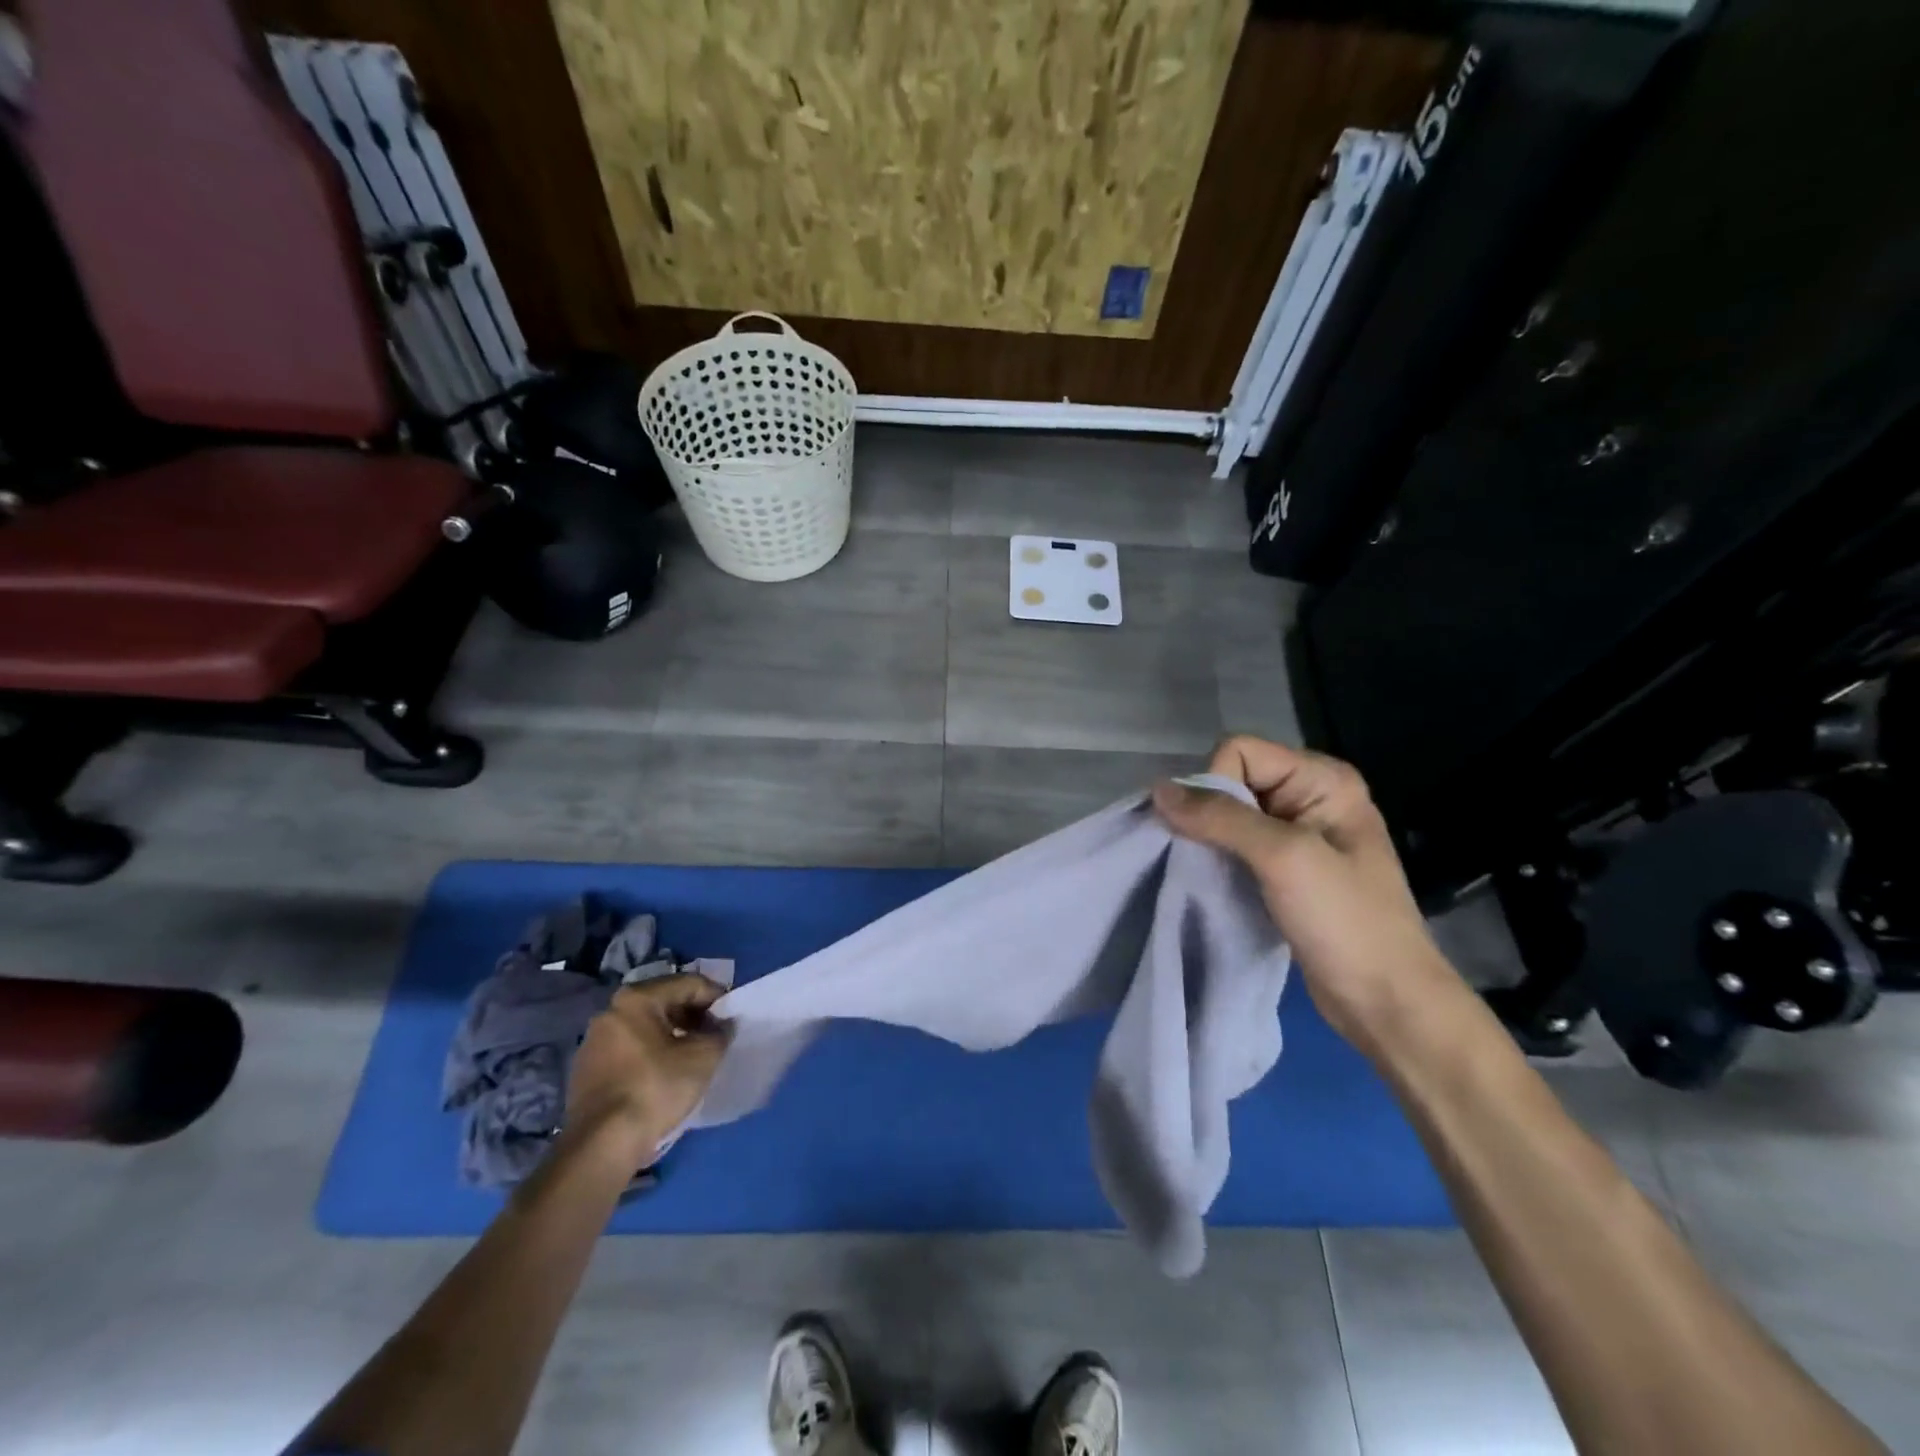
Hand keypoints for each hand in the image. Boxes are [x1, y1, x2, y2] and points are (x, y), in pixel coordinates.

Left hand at [566, 975, 731, 1155]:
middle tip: (714, 1035)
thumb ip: (720, 1033)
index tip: (731, 1017)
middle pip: (664, 1001)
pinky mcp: (586, 1069)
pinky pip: (629, 1047)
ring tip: (693, 1054)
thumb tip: (723, 1025)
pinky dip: (651, 1051)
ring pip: (645, 1025)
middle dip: (693, 1014)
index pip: (688, 984)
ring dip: (673, 1033)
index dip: (716, 997)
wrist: (601, 1146)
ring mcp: (593, 1041)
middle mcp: (610, 1011)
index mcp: (636, 999)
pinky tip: (665, 1072)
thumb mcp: (703, 1057)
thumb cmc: (655, 1090)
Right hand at [1154, 736, 1456, 1055]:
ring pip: (1229, 817)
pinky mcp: (1286, 871)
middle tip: (1208, 856)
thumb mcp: (1283, 858)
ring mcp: (1299, 836)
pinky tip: (1216, 883)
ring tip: (1208, 873)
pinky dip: (1218, 860)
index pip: (1240, 752)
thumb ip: (1221, 817)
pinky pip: (1237, 848)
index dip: (1215, 784)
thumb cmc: (1344, 920)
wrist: (1387, 1002)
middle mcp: (1310, 798)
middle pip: (1232, 781)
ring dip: (1209, 840)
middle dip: (1207, 813)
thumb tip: (1158, 790)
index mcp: (1322, 779)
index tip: (1216, 833)